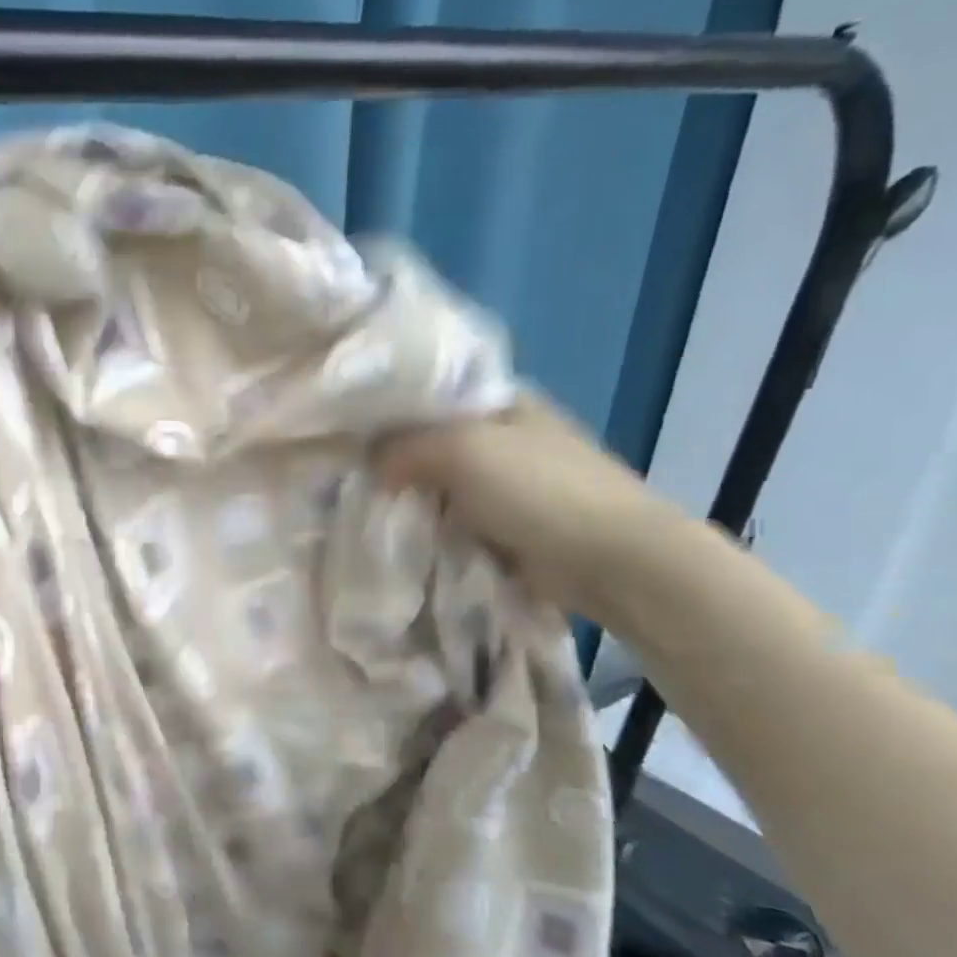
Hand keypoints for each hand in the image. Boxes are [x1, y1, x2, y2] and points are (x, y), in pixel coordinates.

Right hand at [372, 397, 686, 623]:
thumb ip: (405, 446)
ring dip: (408, 500)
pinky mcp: (505, 527)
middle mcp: (503, 437)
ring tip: (362, 509)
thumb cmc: (541, 491)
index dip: (387, 410)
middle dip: (392, 461)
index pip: (430, 394)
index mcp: (502, 401)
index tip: (343, 432)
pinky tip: (396, 536)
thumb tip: (370, 463)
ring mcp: (507, 484)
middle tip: (344, 477)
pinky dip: (427, 529)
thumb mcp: (464, 450)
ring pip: (437, 485)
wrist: (614, 561)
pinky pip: (450, 521)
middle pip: (429, 443)